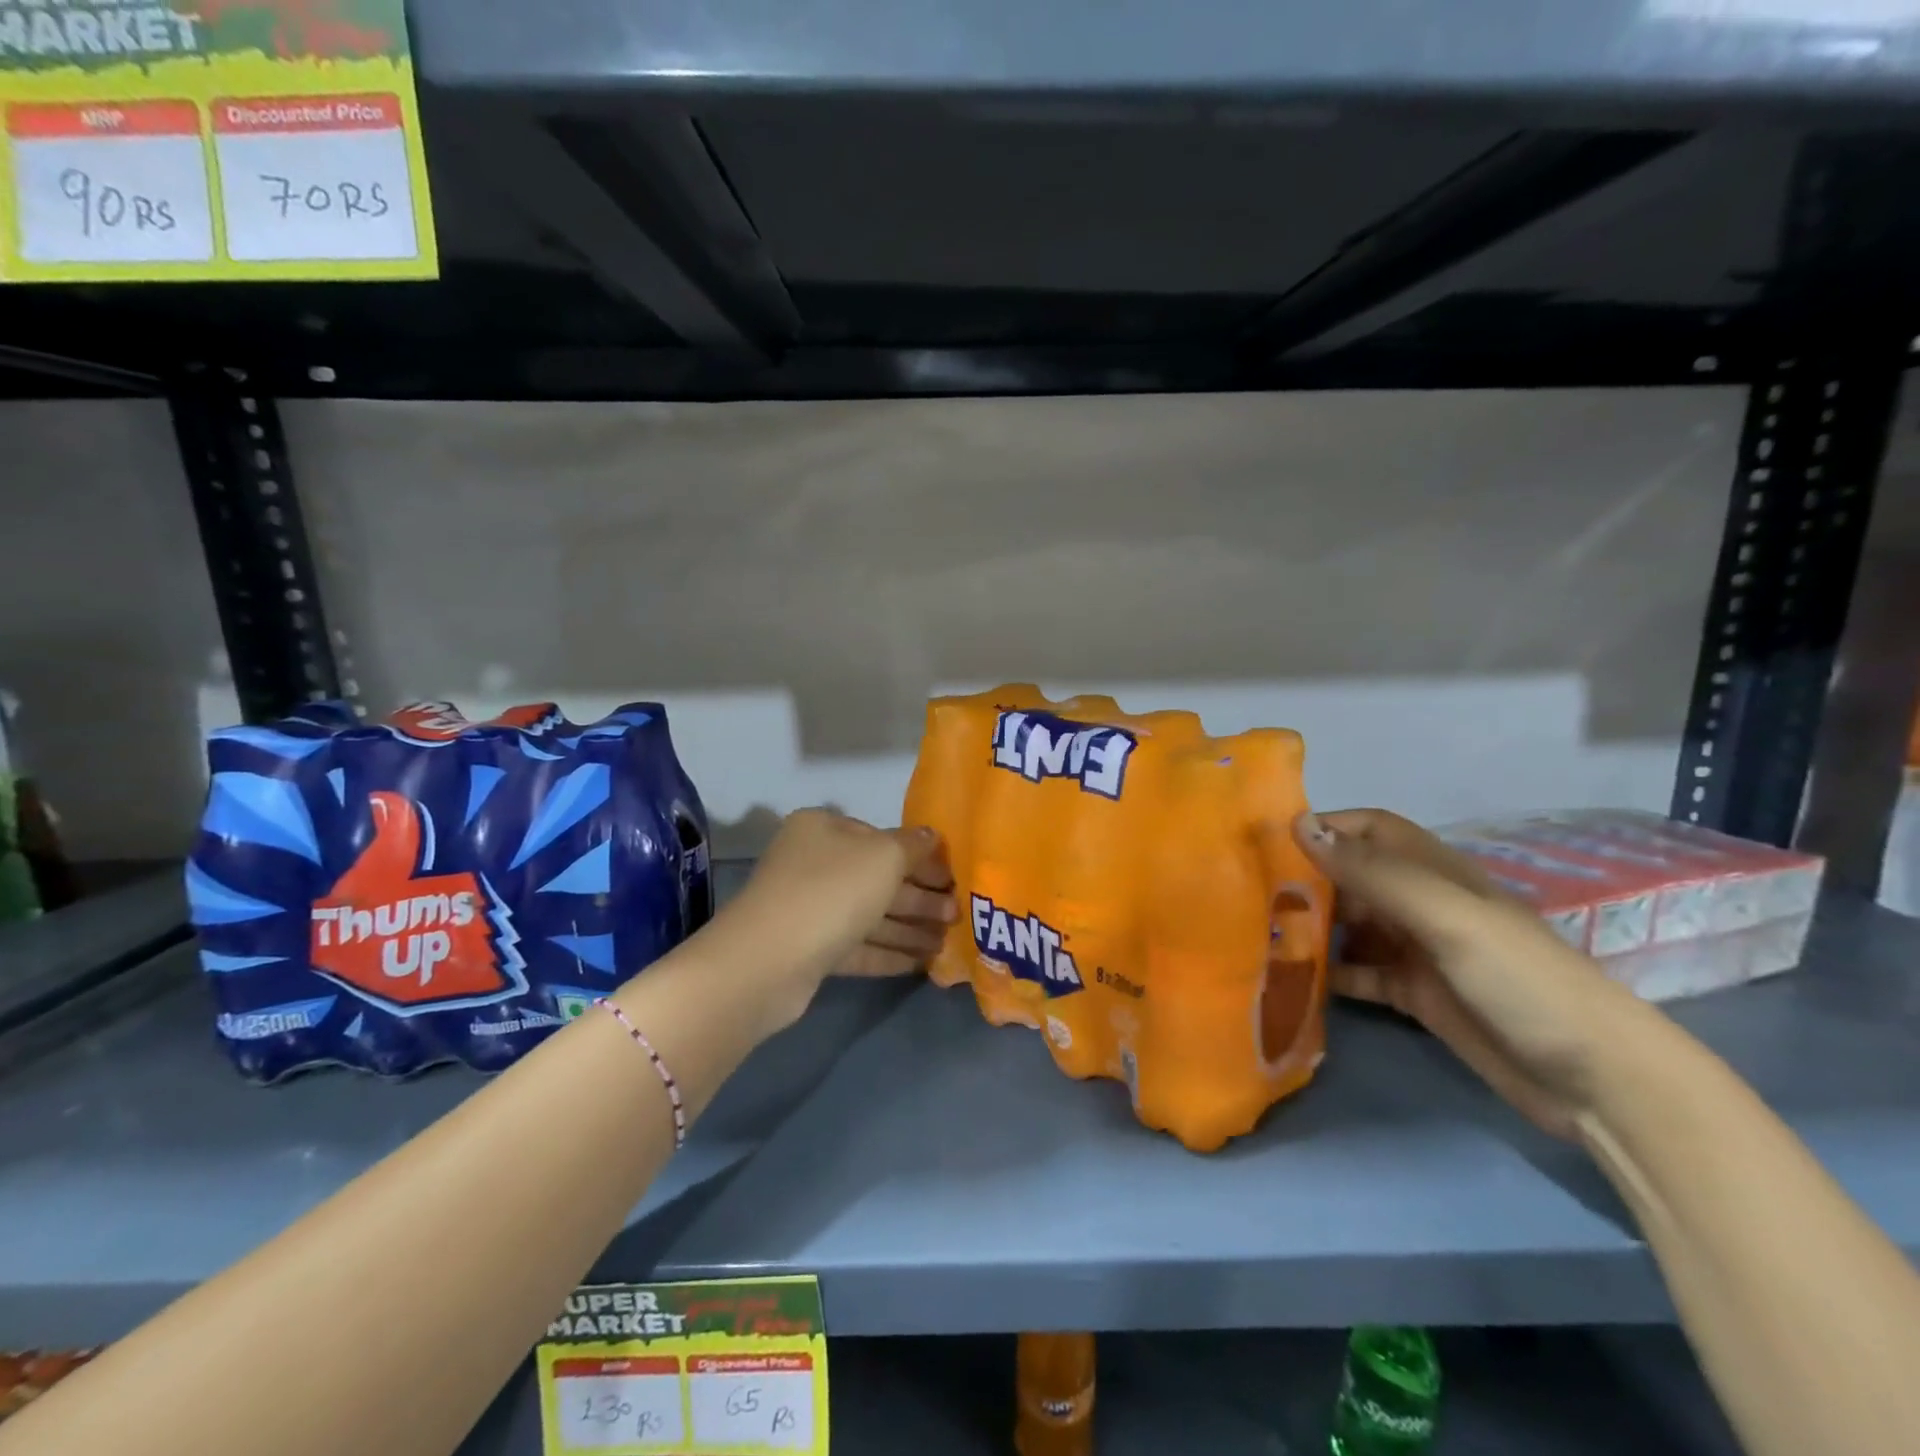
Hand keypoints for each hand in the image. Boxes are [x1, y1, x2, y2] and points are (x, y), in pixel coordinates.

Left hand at [713, 809, 954, 1032]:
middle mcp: (813, 863)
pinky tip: (921, 963)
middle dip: (919, 897)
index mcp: (824, 829)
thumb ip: (913, 845)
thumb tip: (931, 835)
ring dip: (909, 928)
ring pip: (869, 915)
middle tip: (957, 914)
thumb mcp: (884, 856)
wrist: (769, 961)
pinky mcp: (808, 949)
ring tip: (948, 941)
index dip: (921, 857)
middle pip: (878, 878)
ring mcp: (808, 908)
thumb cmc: (832, 891)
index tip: (953, 877)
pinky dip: (888, 953)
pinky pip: (857, 946)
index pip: (882, 837)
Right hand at [1292, 808, 1650, 1137]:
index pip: (1370, 830)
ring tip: (1258, 932)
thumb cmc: (1522, 981)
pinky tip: (1292, 978)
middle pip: (1353, 877)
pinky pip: (1359, 974)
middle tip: (1249, 892)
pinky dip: (1328, 972)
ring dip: (1311, 925)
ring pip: (1351, 926)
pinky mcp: (1415, 996)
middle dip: (1307, 878)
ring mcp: (1419, 952)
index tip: (1270, 840)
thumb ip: (1374, 874)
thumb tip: (1299, 826)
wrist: (1597, 1082)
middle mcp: (1422, 905)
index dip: (1326, 826)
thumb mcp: (1447, 918)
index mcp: (1435, 873)